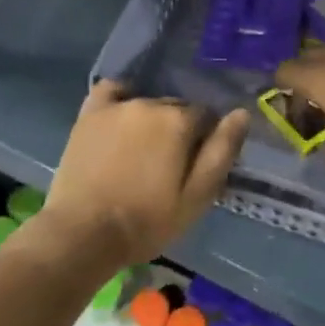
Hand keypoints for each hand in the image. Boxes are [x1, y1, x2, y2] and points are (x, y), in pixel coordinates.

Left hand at [40, 81, 248, 263]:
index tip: (195, 166)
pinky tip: (121, 118)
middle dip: (179, 130)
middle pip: (176, 109)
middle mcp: (150, 104)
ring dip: (151, 121)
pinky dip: (121, 99)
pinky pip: (111, 91)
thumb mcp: (197, 196)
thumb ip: (221, 152)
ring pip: (147, 104)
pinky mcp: (90, 114)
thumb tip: (241, 113)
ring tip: (142, 153)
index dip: (205, 141)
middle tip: (169, 166)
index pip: (205, 117)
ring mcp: (116, 106)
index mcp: (179, 121)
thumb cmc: (147, 221)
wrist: (83, 233)